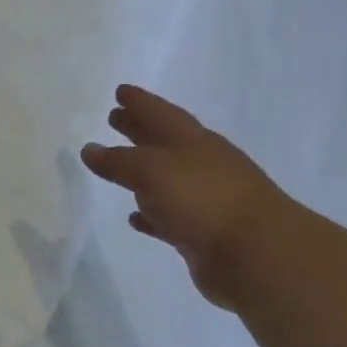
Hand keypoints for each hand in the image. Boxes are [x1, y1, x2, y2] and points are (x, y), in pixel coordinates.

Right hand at [81, 85, 290, 309]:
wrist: (256, 254)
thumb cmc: (203, 199)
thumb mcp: (152, 171)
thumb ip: (118, 161)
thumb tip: (90, 149)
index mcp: (192, 141)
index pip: (161, 113)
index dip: (140, 102)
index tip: (120, 91)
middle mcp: (201, 164)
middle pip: (164, 141)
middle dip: (139, 129)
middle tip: (114, 118)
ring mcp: (204, 199)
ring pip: (165, 179)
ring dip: (142, 172)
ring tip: (116, 168)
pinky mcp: (202, 232)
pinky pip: (168, 217)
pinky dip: (151, 214)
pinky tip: (135, 216)